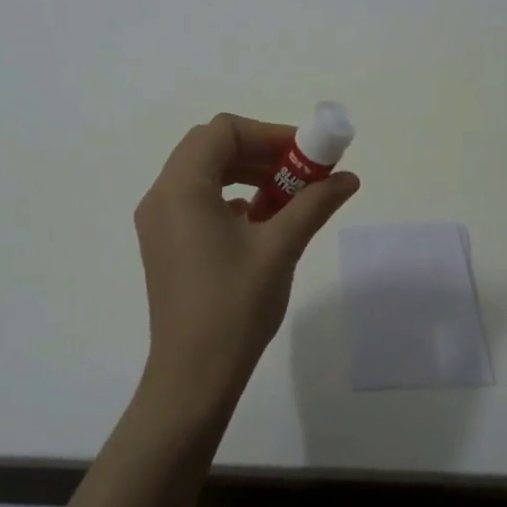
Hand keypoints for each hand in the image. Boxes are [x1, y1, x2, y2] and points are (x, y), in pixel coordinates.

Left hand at [134, 114, 359, 422]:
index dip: (268, 133)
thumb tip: (349, 177)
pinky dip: (229, 196)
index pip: (223, 131)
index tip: (305, 153)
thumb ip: (314, 204)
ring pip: (203, 173)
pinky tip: (259, 222)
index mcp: (182, 188)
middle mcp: (161, 196)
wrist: (193, 375)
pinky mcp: (164, 243)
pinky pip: (196, 200)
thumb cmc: (235, 306)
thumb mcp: (281, 248)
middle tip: (299, 170)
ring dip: (245, 173)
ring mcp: (158, 221)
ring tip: (285, 196)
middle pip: (210, 147)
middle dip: (258, 151)